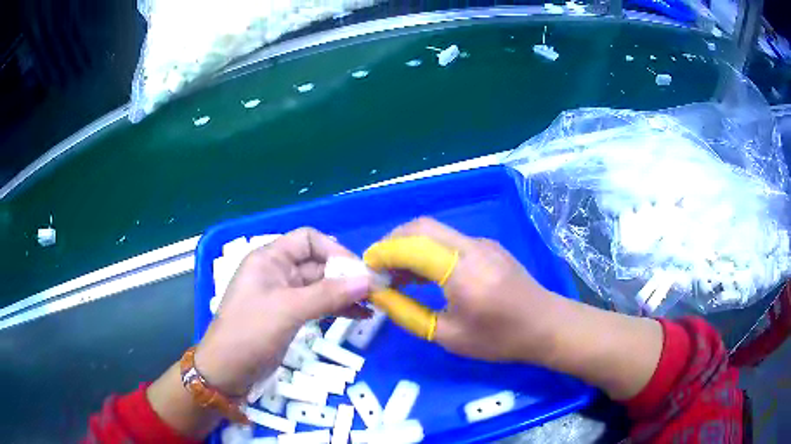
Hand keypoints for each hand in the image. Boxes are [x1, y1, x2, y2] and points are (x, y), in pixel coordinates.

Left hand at [195, 228, 371, 394]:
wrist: (227, 372)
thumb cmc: (250, 333)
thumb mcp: (288, 310)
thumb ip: (328, 294)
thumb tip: (369, 280)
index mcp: (270, 259)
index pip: (308, 240)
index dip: (335, 250)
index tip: (360, 271)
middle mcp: (277, 272)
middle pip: (318, 263)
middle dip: (345, 275)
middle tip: (375, 291)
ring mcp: (284, 295)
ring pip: (321, 285)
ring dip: (345, 292)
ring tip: (373, 304)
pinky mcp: (289, 316)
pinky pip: (318, 304)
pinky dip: (337, 308)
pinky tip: (359, 315)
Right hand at [366, 217, 663, 399]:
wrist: (546, 325)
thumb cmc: (500, 338)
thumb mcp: (449, 336)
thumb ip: (409, 314)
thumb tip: (381, 297)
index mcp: (462, 271)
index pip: (411, 246)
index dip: (382, 253)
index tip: (364, 269)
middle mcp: (471, 247)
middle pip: (420, 227)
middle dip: (391, 242)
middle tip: (377, 268)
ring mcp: (481, 243)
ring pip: (434, 230)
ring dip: (408, 245)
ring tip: (394, 275)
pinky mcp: (487, 246)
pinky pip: (448, 240)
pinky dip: (426, 250)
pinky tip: (422, 274)